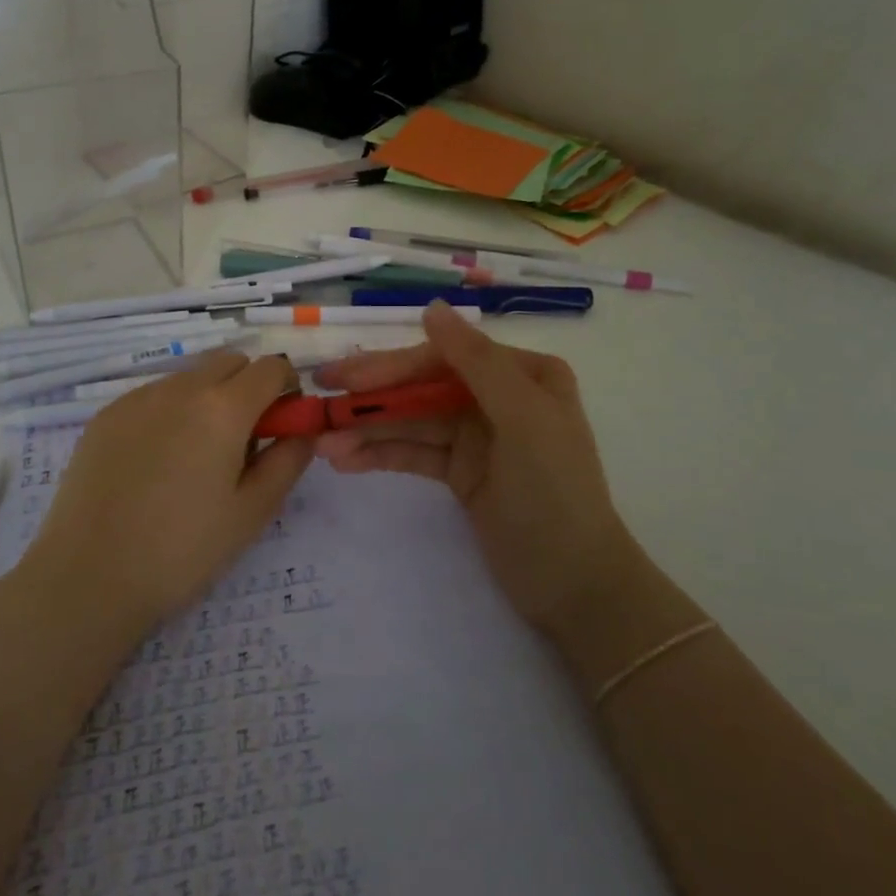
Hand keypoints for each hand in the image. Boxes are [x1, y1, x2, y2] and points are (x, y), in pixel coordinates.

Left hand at [26, 352, 314, 632]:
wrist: (87, 576)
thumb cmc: (182, 550)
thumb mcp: (252, 512)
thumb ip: (288, 461)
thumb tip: (303, 430)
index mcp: (223, 408)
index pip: (271, 367)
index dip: (286, 389)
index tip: (281, 424)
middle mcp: (181, 388)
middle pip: (230, 362)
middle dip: (248, 387)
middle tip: (242, 441)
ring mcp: (137, 398)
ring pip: (190, 377)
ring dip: (207, 398)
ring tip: (193, 458)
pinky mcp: (105, 415)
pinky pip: (153, 396)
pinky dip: (169, 413)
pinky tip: (154, 464)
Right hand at [314, 302, 637, 635]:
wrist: (575, 588)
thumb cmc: (555, 494)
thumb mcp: (523, 420)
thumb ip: (477, 362)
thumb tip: (431, 308)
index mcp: (522, 374)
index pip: (445, 358)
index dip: (393, 367)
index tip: (347, 380)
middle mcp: (498, 396)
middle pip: (423, 387)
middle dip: (373, 398)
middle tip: (320, 402)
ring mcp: (478, 435)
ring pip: (413, 422)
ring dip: (370, 431)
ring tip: (323, 445)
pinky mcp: (461, 472)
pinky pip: (415, 453)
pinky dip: (382, 455)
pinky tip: (347, 460)